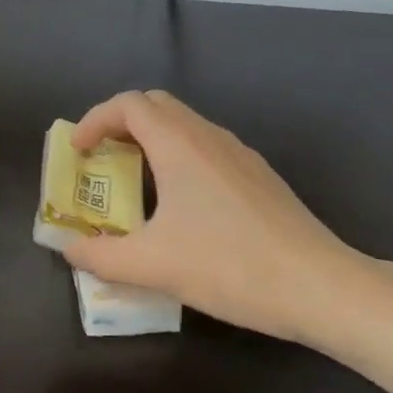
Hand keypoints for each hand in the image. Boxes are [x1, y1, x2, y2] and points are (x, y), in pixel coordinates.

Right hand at [64, 90, 376, 345]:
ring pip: (184, 126)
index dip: (94, 120)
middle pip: (155, 106)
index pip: (128, 104)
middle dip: (119, 124)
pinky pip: (205, 148)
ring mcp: (239, 155)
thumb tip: (70, 250)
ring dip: (150, 141)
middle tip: (101, 159)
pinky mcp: (258, 176)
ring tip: (134, 183)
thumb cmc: (230, 266)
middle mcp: (209, 137)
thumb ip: (101, 256)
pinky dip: (177, 157)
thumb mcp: (153, 265)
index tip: (78, 152)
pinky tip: (180, 206)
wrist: (322, 288)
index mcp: (179, 145)